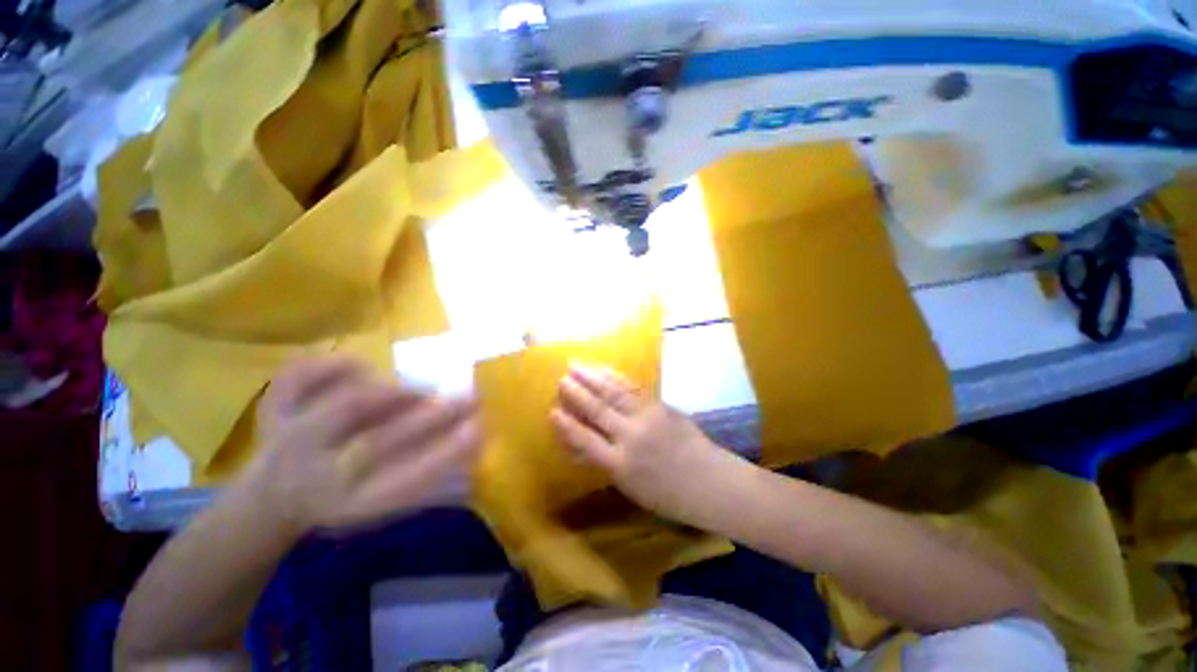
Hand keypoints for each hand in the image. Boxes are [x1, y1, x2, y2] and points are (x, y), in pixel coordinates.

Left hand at [245, 357, 481, 535]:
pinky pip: (299, 378)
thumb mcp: (381, 503)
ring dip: (393, 393)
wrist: (271, 497)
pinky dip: (334, 365)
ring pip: (342, 408)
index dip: (443, 455)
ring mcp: (286, 440)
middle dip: (432, 418)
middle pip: (376, 444)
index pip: (401, 483)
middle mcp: (312, 476)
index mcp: (345, 505)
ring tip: (421, 389)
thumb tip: (472, 439)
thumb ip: (423, 478)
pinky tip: (361, 366)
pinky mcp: (272, 409)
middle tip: (471, 398)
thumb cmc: (343, 499)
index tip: (479, 430)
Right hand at [550, 364, 749, 527]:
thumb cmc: (669, 495)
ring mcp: (647, 418)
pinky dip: (616, 377)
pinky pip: (633, 388)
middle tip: (561, 378)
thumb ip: (606, 463)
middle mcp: (630, 437)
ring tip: (576, 365)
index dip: (567, 426)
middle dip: (577, 393)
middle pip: (598, 410)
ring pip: (614, 393)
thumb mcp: (631, 488)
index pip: (586, 441)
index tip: (552, 411)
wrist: (711, 483)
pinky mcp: (661, 406)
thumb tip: (581, 445)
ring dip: (593, 377)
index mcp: (620, 466)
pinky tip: (605, 370)